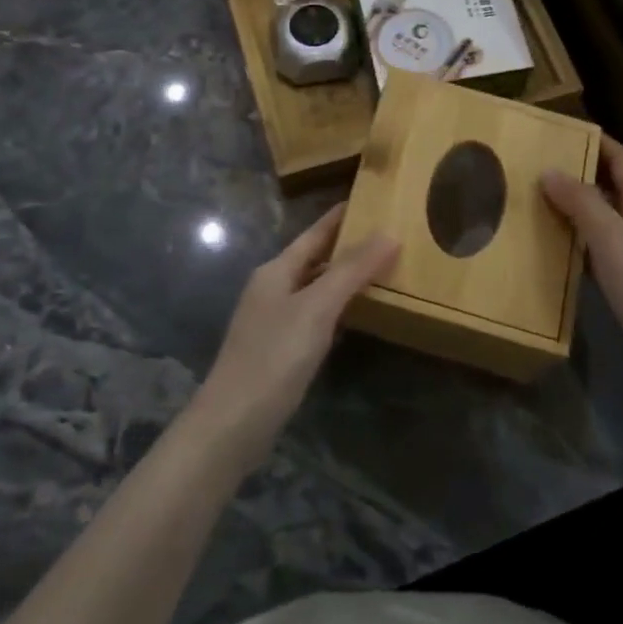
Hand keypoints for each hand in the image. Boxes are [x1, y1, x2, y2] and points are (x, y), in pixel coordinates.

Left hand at [191, 204, 398, 465]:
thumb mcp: (317, 308)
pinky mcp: (278, 351)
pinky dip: (336, 309)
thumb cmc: (274, 357)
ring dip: (343, 278)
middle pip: (313, 259)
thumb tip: (389, 233)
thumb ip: (352, 271)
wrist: (233, 424)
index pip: (314, 234)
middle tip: (385, 235)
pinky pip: (313, 316)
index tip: (369, 199)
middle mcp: (271, 289)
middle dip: (346, 247)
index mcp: (276, 271)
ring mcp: (272, 321)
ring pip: (314, 288)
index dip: (339, 217)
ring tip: (379, 270)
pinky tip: (355, 317)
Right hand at [543, 139, 622, 392]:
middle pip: (621, 187)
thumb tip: (550, 171)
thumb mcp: (611, 242)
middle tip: (545, 171)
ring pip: (617, 218)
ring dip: (587, 208)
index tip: (567, 133)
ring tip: (550, 207)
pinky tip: (574, 254)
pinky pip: (617, 247)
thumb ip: (582, 204)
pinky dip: (593, 240)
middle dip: (586, 174)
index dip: (600, 143)